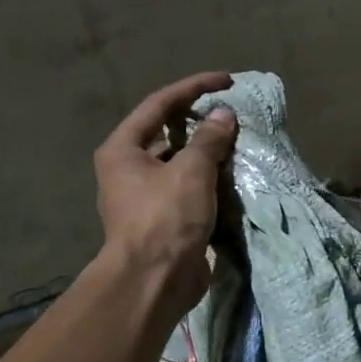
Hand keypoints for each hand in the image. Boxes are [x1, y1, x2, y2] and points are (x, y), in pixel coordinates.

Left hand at [93, 71, 237, 317]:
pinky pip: (188, 188)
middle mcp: (128, 168)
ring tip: (238, 143)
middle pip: (167, 132)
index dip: (194, 87)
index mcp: (122, 149)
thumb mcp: (191, 171)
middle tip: (232, 113)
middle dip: (200, 121)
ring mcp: (145, 196)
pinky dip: (209, 179)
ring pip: (180, 162)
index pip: (160, 104)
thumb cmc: (166, 218)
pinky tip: (232, 176)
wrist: (155, 280)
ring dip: (207, 152)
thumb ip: (209, 140)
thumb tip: (223, 115)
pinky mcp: (164, 219)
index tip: (227, 81)